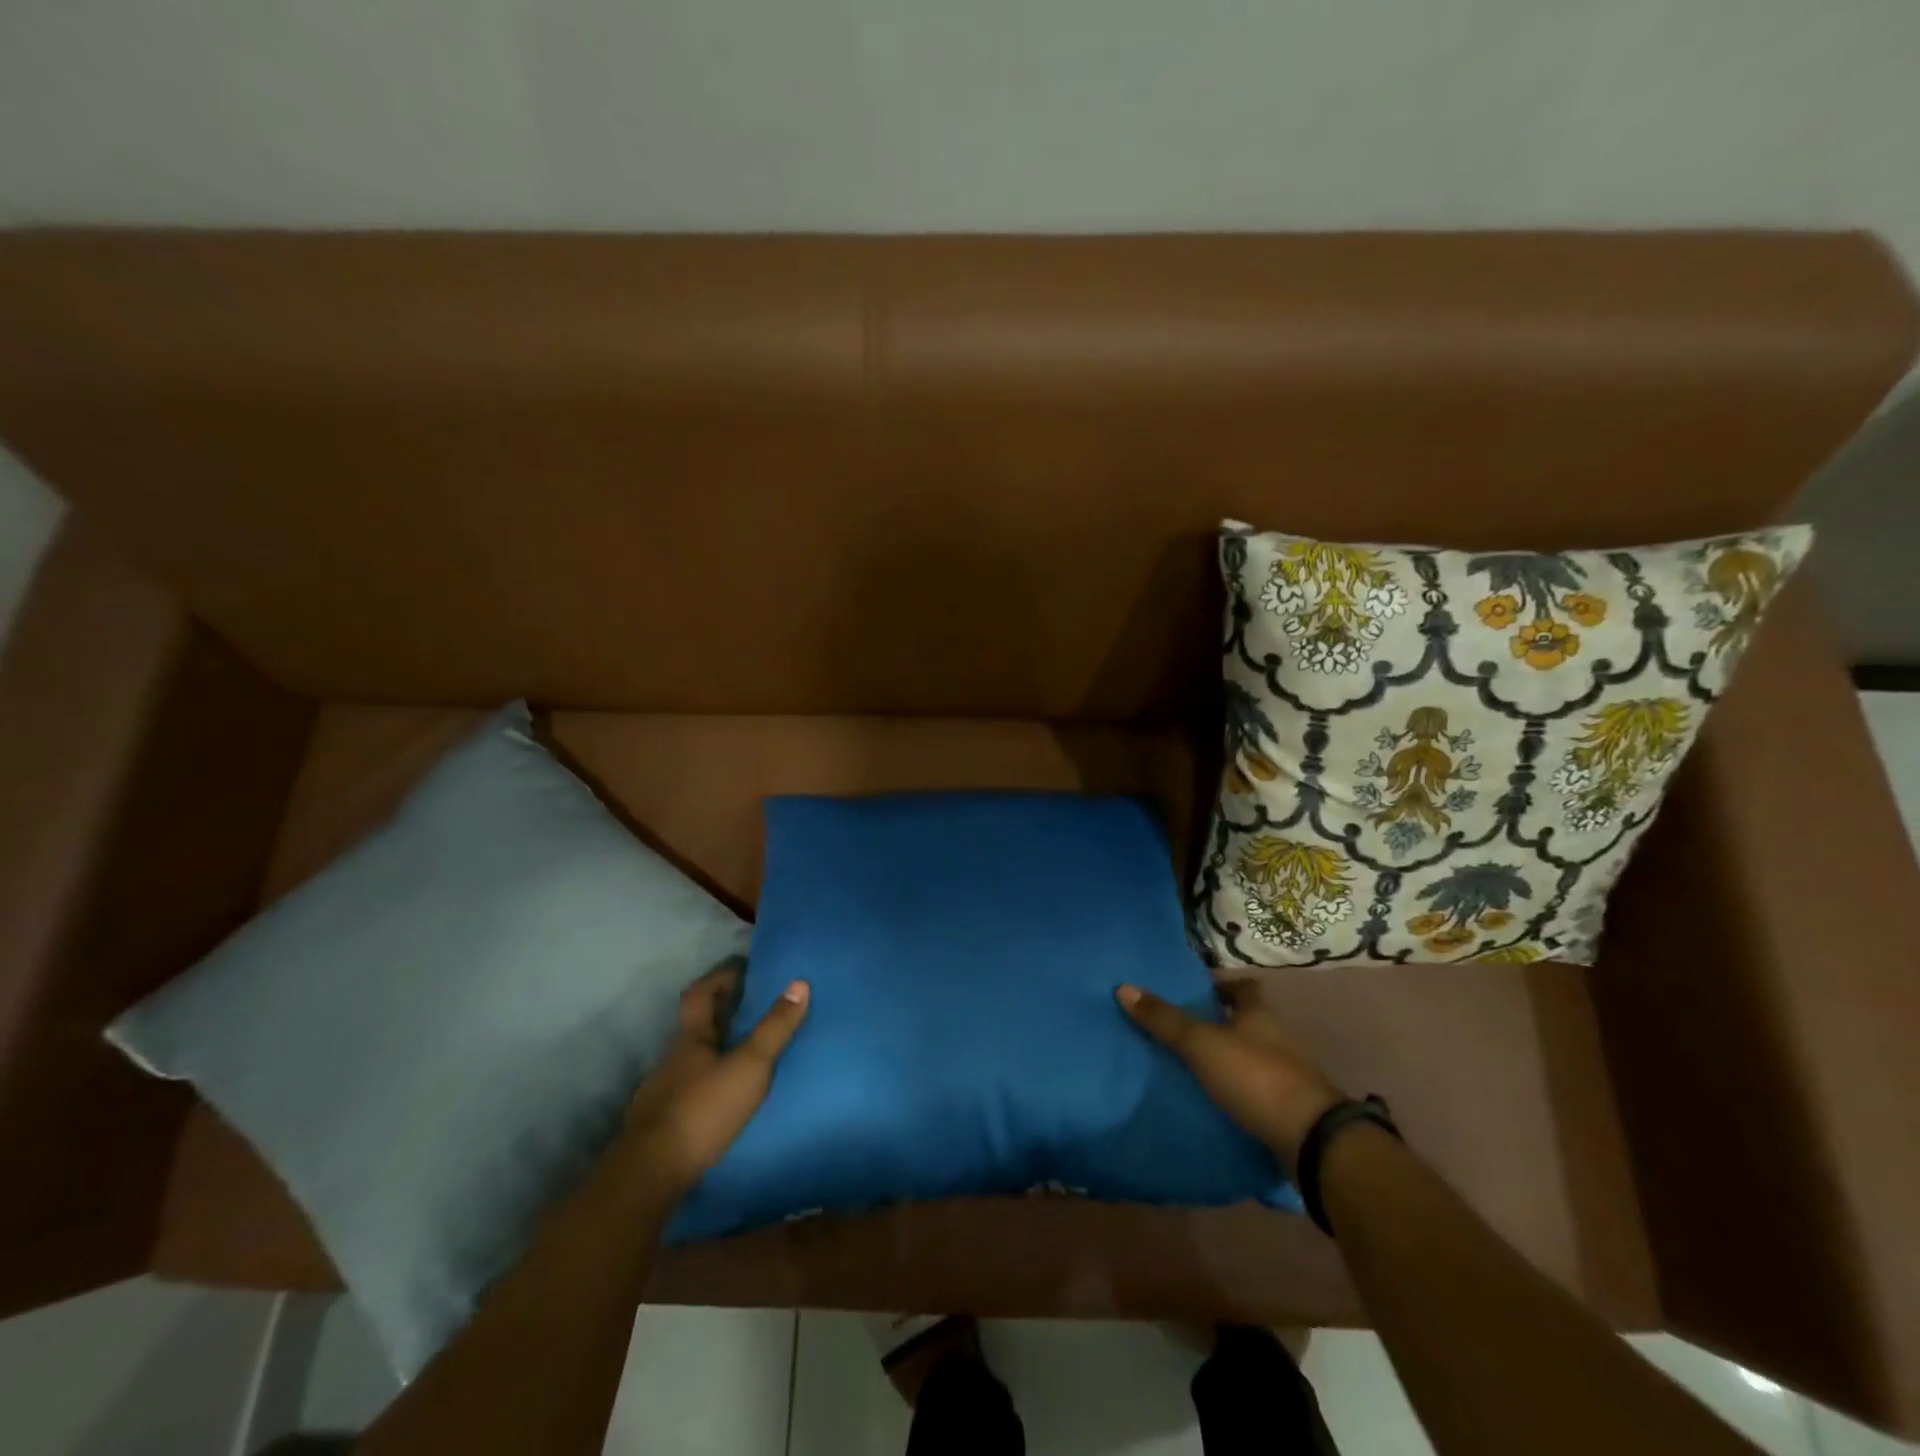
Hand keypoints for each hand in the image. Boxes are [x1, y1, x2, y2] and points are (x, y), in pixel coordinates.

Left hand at [623, 958, 809, 1197]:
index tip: (742, 966)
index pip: (700, 994)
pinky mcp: (663, 1124)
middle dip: (722, 1011)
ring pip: (693, 1058)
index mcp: (691, 1038)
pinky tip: (725, 1095)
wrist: (650, 1174)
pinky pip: (691, 1088)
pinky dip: (710, 1081)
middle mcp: (673, 1059)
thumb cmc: (703, 1109)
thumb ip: (775, 1027)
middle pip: (696, 1025)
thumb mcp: (749, 1065)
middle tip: (754, 1004)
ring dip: (717, 1048)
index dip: (719, 977)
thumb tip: (799, 983)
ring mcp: (663, 1092)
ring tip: (747, 1050)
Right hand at [1116, 977, 1344, 1165]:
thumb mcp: (1201, 1044)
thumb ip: (1164, 1020)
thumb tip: (1124, 987)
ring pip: (1251, 1060)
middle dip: (1220, 1026)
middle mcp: (1276, 1040)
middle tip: (1182, 1031)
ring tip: (1190, 1069)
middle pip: (1247, 1024)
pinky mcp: (1288, 1112)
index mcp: (1259, 1015)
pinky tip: (1213, 1104)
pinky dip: (1237, 1095)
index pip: (1244, 989)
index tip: (1197, 993)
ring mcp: (1287, 1078)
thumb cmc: (1255, 1076)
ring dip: (1227, 1062)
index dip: (1222, 987)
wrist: (1311, 1140)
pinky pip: (1256, 1094)